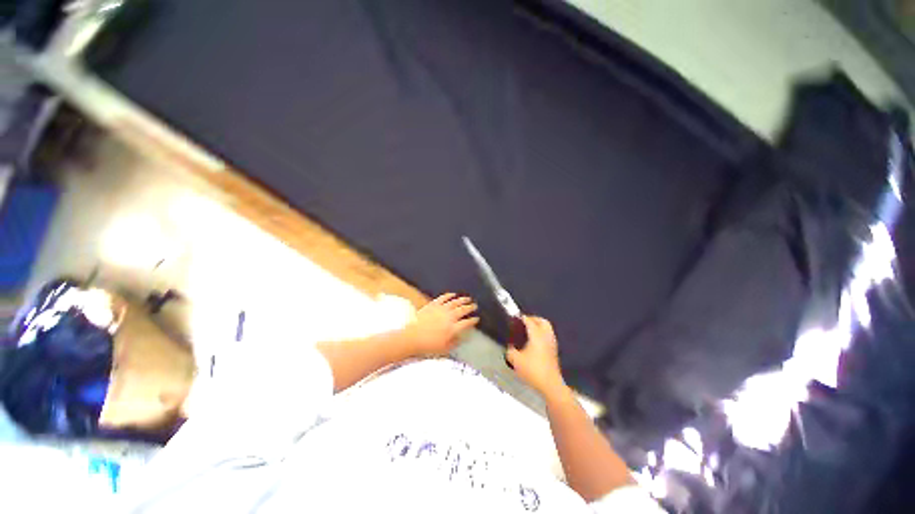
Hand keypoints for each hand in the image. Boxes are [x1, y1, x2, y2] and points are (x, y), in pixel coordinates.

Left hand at [402, 293, 478, 356]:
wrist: (412, 337)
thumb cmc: (428, 346)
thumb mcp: (444, 349)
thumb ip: (455, 342)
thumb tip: (462, 338)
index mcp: (453, 328)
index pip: (467, 322)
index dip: (473, 320)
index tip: (476, 318)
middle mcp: (449, 317)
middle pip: (463, 310)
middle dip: (470, 307)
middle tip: (474, 305)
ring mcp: (441, 309)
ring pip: (455, 302)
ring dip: (462, 299)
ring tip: (467, 298)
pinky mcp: (433, 305)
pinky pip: (443, 298)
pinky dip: (449, 295)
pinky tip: (453, 294)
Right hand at [506, 316, 565, 395]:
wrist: (550, 385)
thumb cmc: (533, 370)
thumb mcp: (516, 360)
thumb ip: (510, 351)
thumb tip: (509, 347)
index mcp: (537, 335)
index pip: (529, 321)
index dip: (522, 318)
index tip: (515, 317)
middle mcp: (546, 336)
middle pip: (542, 321)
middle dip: (534, 319)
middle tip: (524, 322)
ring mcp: (552, 344)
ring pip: (547, 329)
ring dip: (539, 327)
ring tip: (528, 331)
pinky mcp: (554, 351)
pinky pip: (548, 336)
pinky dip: (542, 334)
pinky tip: (534, 342)